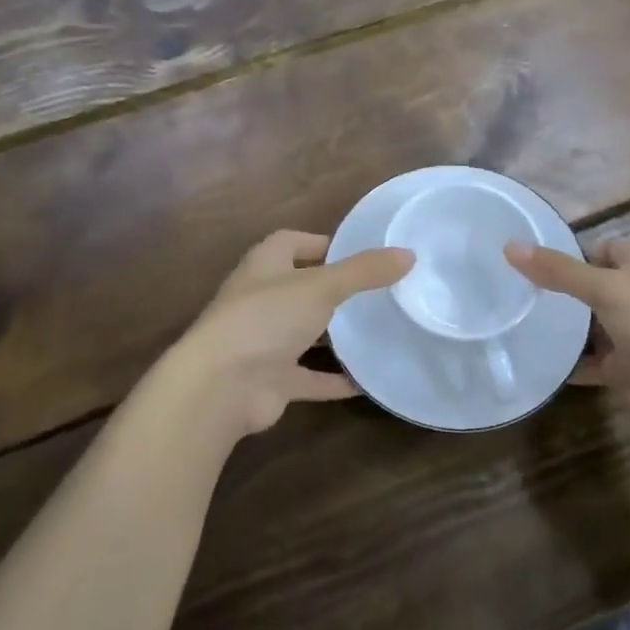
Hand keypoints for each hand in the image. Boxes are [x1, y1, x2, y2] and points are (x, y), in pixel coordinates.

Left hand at [163, 231, 412, 439]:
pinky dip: (335, 379)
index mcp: (265, 265)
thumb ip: (364, 271)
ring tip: (379, 329)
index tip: (361, 252)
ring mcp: (264, 341)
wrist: (220, 387)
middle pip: (302, 287)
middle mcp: (261, 299)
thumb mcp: (322, 286)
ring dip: (334, 335)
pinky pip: (310, 376)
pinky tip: (368, 380)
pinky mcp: (272, 379)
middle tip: (380, 292)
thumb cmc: (266, 318)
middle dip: (335, 290)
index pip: (294, 242)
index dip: (324, 243)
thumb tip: (409, 254)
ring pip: (305, 332)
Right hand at [506, 239, 629, 450]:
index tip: (524, 267)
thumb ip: (559, 271)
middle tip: (514, 299)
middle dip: (559, 294)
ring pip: (594, 326)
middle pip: (592, 287)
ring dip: (566, 331)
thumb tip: (510, 246)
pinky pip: (598, 361)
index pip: (595, 249)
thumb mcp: (606, 289)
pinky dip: (576, 364)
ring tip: (519, 330)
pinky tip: (544, 368)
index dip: (565, 256)